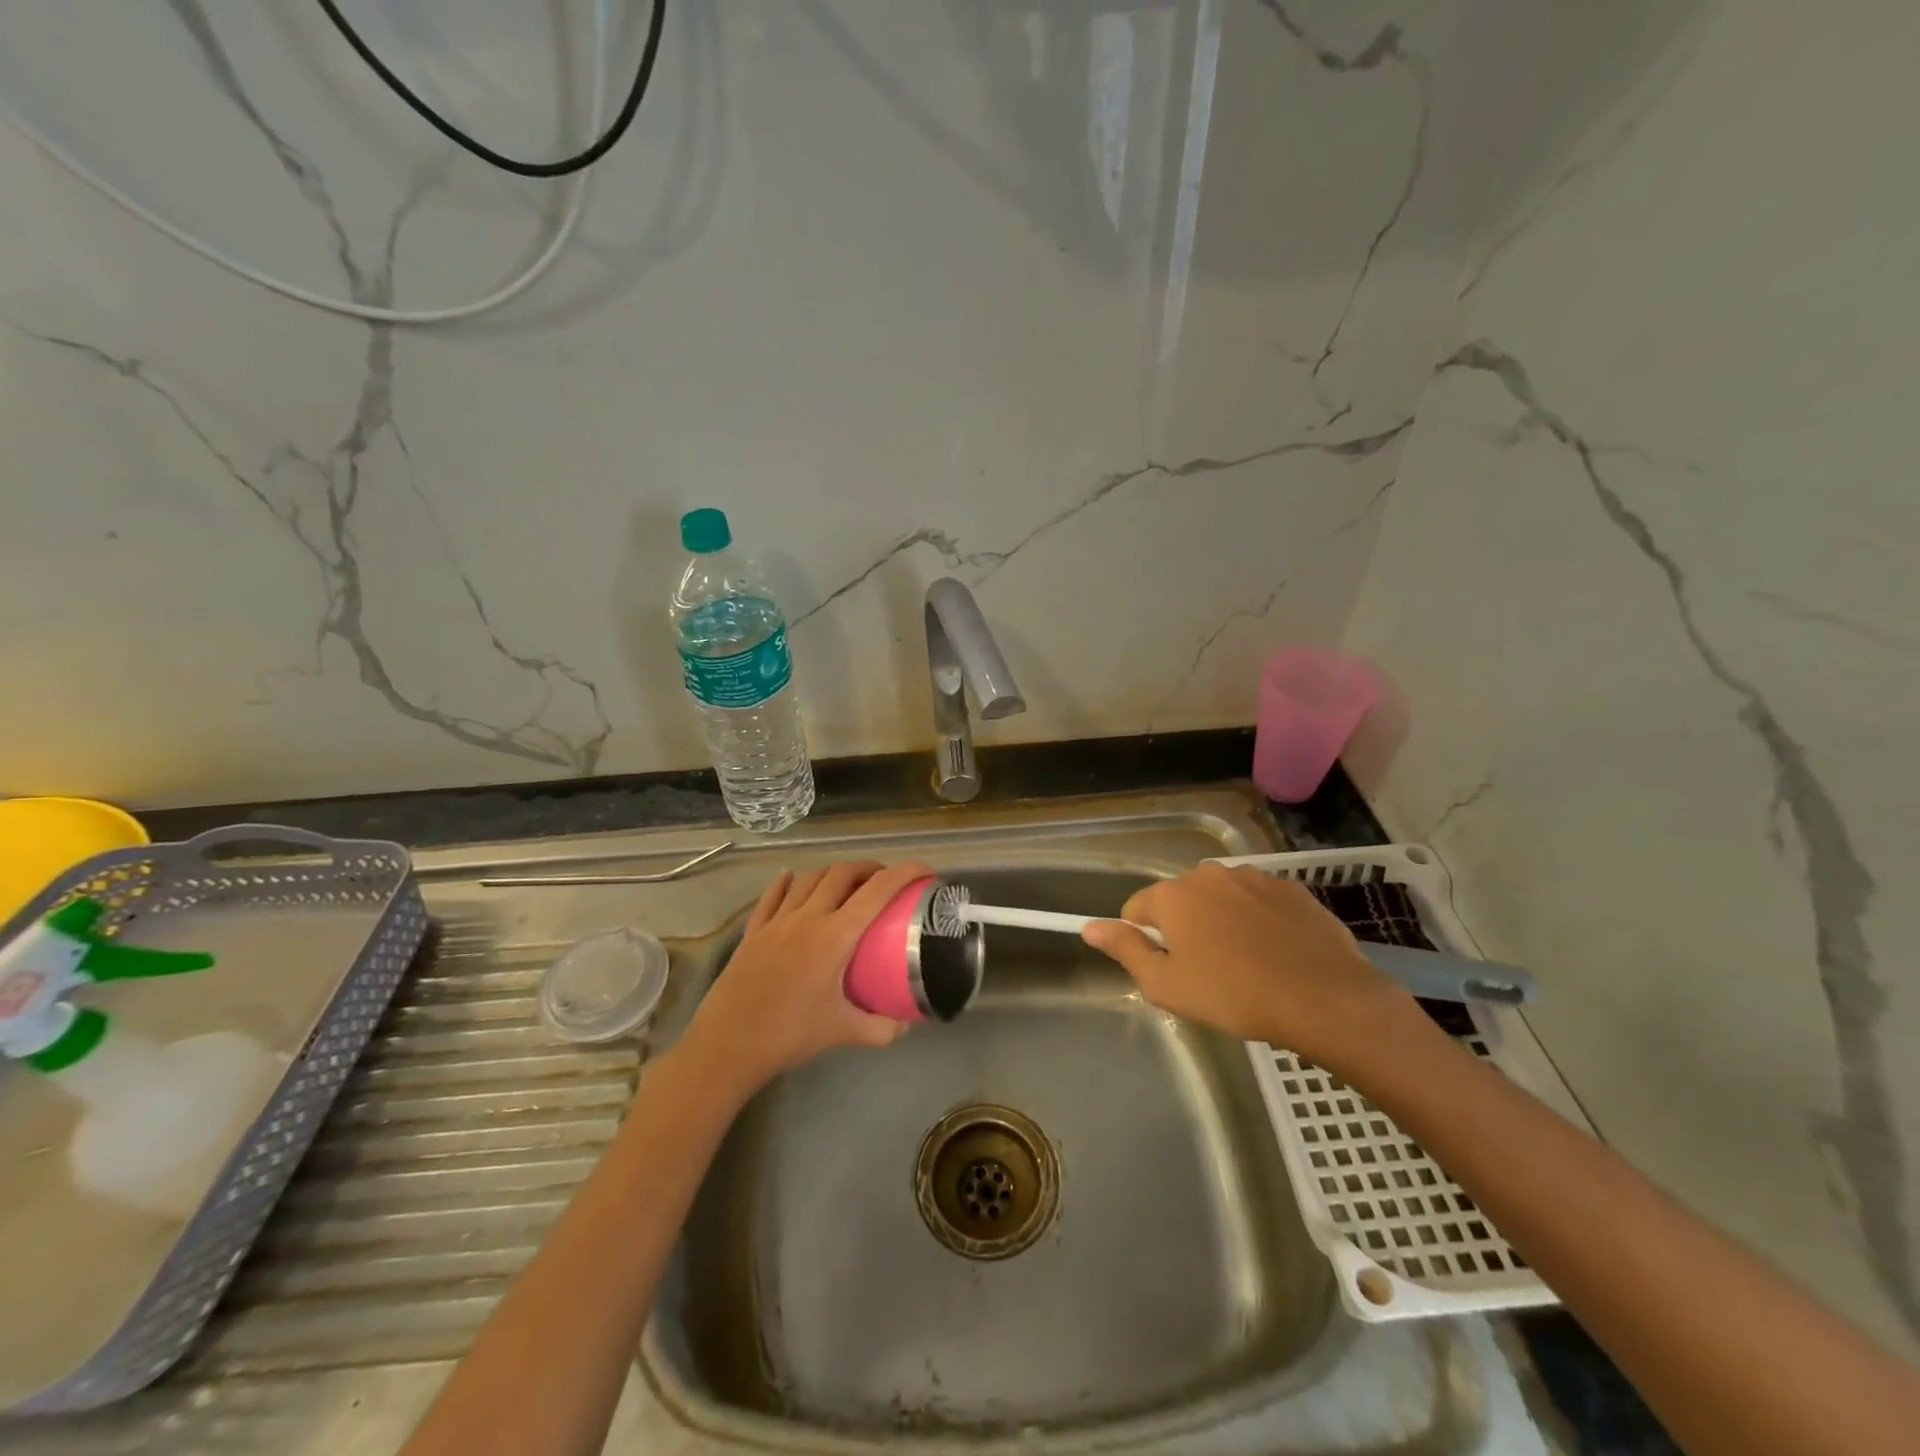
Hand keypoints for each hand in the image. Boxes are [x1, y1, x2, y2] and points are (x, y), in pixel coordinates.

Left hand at [681, 859, 931, 1100]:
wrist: (726, 1046)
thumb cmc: (788, 1036)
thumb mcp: (842, 1032)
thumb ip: (880, 1028)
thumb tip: (906, 1025)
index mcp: (834, 936)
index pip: (878, 891)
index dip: (904, 873)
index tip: (924, 871)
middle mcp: (807, 917)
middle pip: (842, 873)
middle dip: (869, 868)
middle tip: (885, 881)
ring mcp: (776, 921)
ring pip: (809, 878)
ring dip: (833, 873)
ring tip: (847, 883)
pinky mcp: (753, 931)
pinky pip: (773, 895)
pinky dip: (787, 882)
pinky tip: (791, 878)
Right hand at [1081, 863, 1423, 1075]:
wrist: (1323, 998)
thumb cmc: (1233, 995)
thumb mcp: (1166, 984)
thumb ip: (1125, 949)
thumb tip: (1089, 926)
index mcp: (1174, 895)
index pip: (1137, 908)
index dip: (1144, 939)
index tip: (1167, 968)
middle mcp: (1209, 874)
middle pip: (1181, 899)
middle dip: (1185, 928)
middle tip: (1206, 972)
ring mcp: (1254, 878)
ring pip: (1221, 898)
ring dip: (1222, 922)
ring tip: (1245, 964)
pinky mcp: (1291, 888)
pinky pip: (1260, 902)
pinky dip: (1259, 921)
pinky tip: (1276, 953)